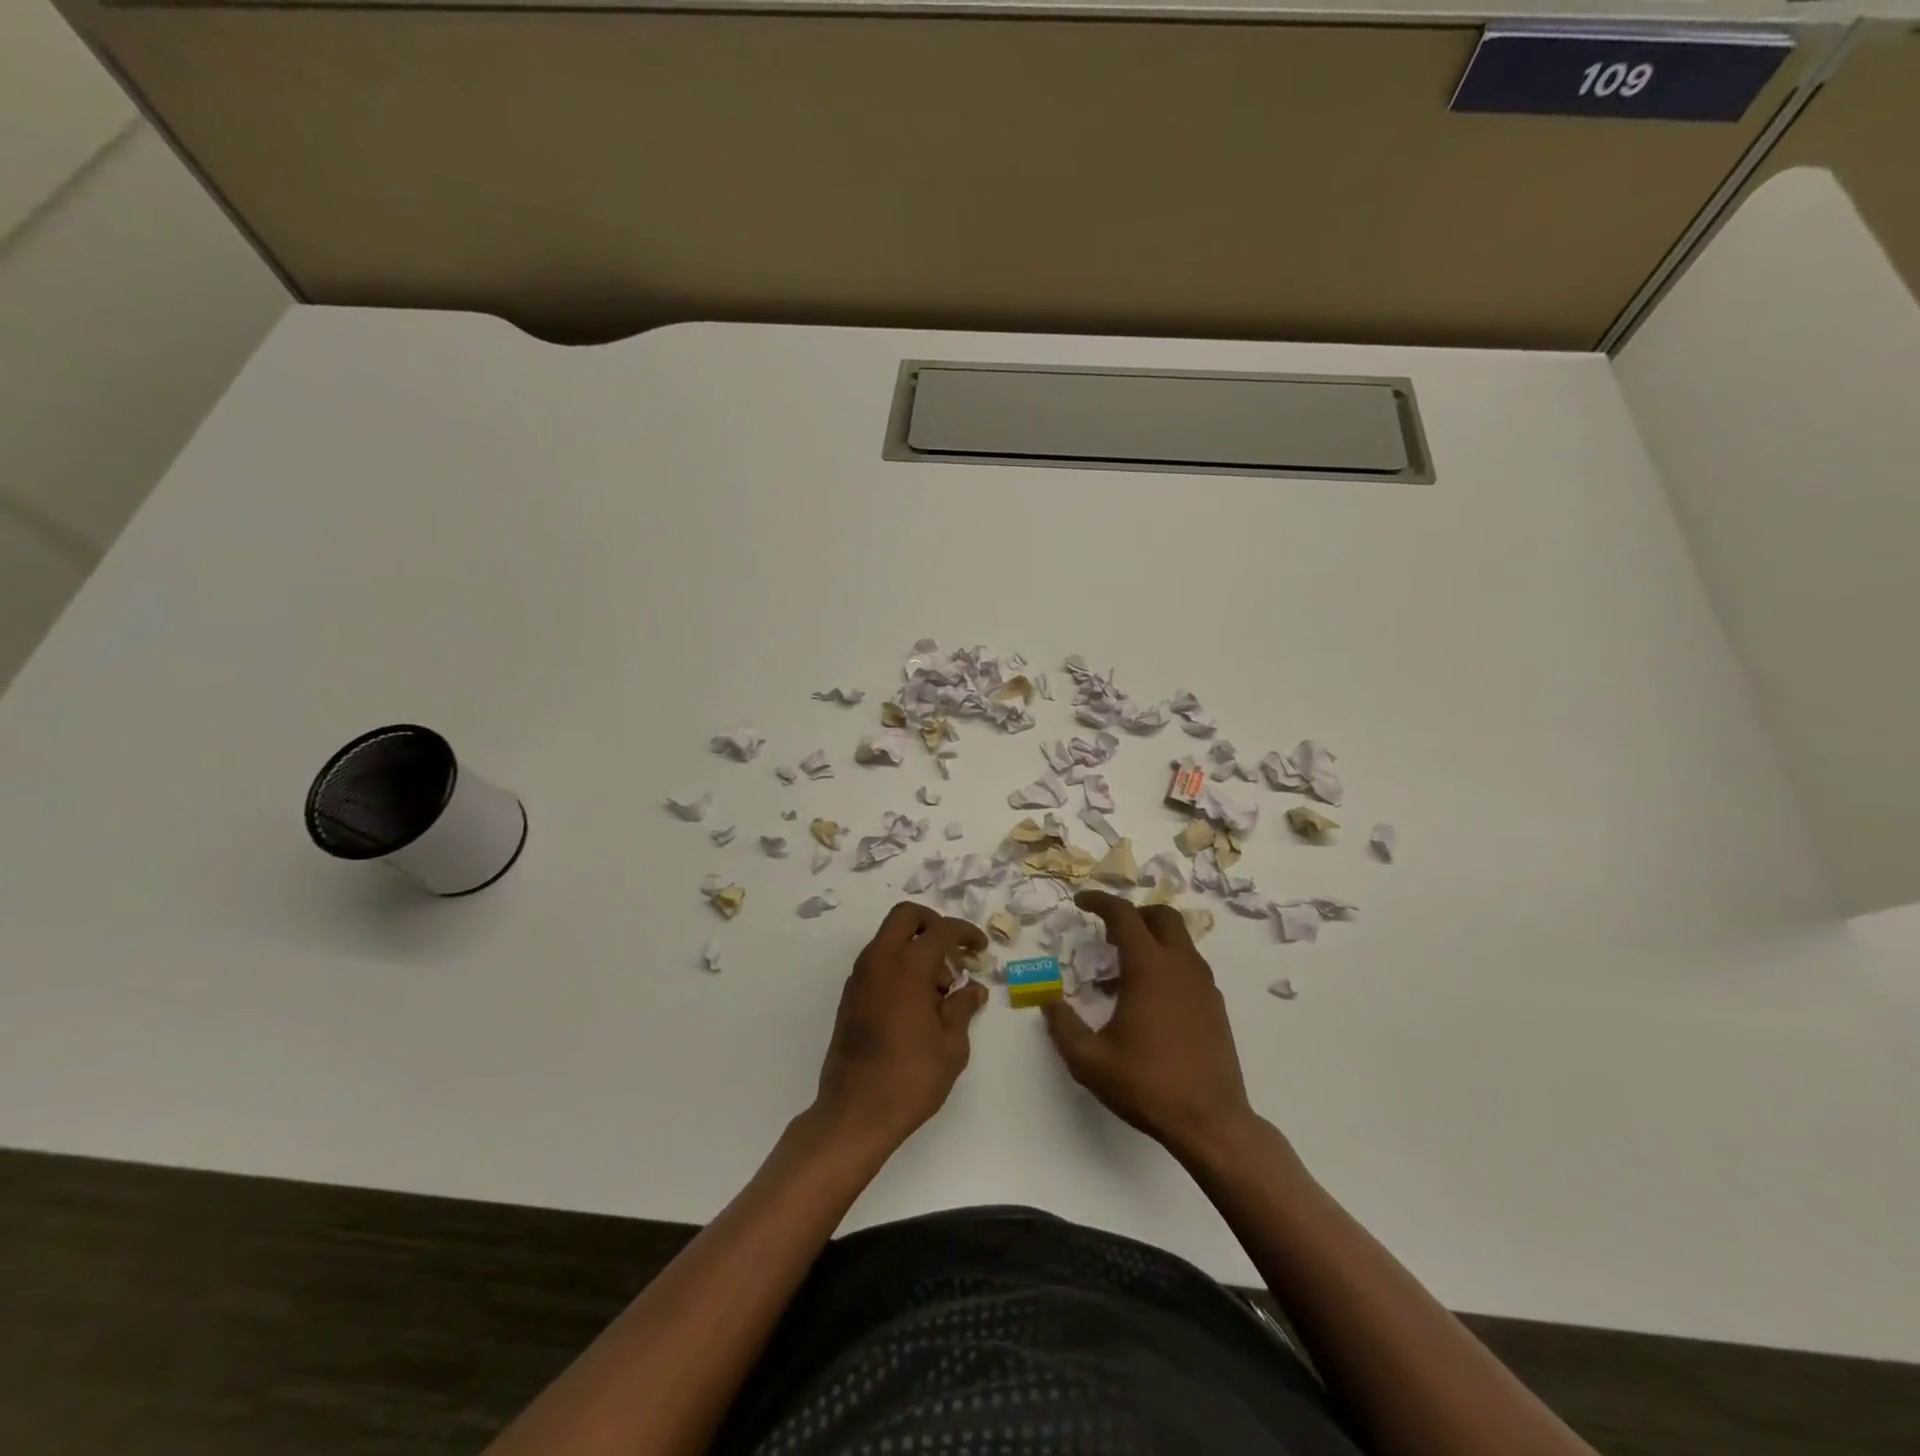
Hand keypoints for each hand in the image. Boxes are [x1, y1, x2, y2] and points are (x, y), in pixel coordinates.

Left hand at [812, 902, 988, 1152]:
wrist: (854, 1113)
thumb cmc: (910, 1078)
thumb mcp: (952, 1045)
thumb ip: (963, 1007)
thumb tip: (973, 989)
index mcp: (908, 966)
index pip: (941, 930)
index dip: (966, 933)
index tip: (980, 949)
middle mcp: (879, 961)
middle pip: (905, 916)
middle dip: (933, 923)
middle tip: (953, 951)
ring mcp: (860, 977)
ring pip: (889, 937)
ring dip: (914, 946)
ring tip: (939, 988)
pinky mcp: (850, 995)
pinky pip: (878, 961)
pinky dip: (898, 964)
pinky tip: (916, 1001)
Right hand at [1042, 891, 1258, 1161]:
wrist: (1211, 1123)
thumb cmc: (1147, 1085)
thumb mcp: (1089, 1060)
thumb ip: (1063, 1026)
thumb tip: (1049, 1002)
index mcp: (1149, 968)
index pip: (1124, 915)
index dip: (1099, 901)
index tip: (1081, 902)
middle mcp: (1181, 966)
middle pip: (1162, 915)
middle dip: (1134, 914)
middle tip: (1108, 932)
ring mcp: (1203, 985)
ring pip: (1179, 940)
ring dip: (1151, 940)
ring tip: (1123, 973)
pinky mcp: (1215, 1005)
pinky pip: (1189, 965)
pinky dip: (1167, 963)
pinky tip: (1149, 1000)